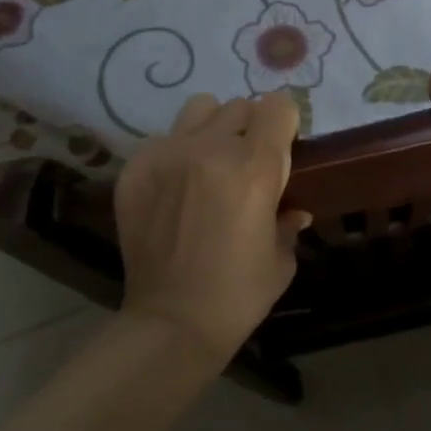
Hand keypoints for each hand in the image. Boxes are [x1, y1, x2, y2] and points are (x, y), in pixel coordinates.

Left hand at [115, 91, 310, 366]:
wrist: (171, 324)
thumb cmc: (238, 295)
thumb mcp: (281, 258)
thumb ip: (288, 220)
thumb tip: (294, 209)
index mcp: (255, 167)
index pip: (277, 106)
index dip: (285, 123)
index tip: (283, 144)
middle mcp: (211, 149)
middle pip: (240, 106)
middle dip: (250, 128)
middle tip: (246, 162)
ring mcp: (168, 154)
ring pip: (200, 109)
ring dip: (212, 128)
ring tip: (209, 162)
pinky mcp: (136, 168)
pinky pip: (164, 138)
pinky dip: (176, 153)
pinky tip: (175, 188)